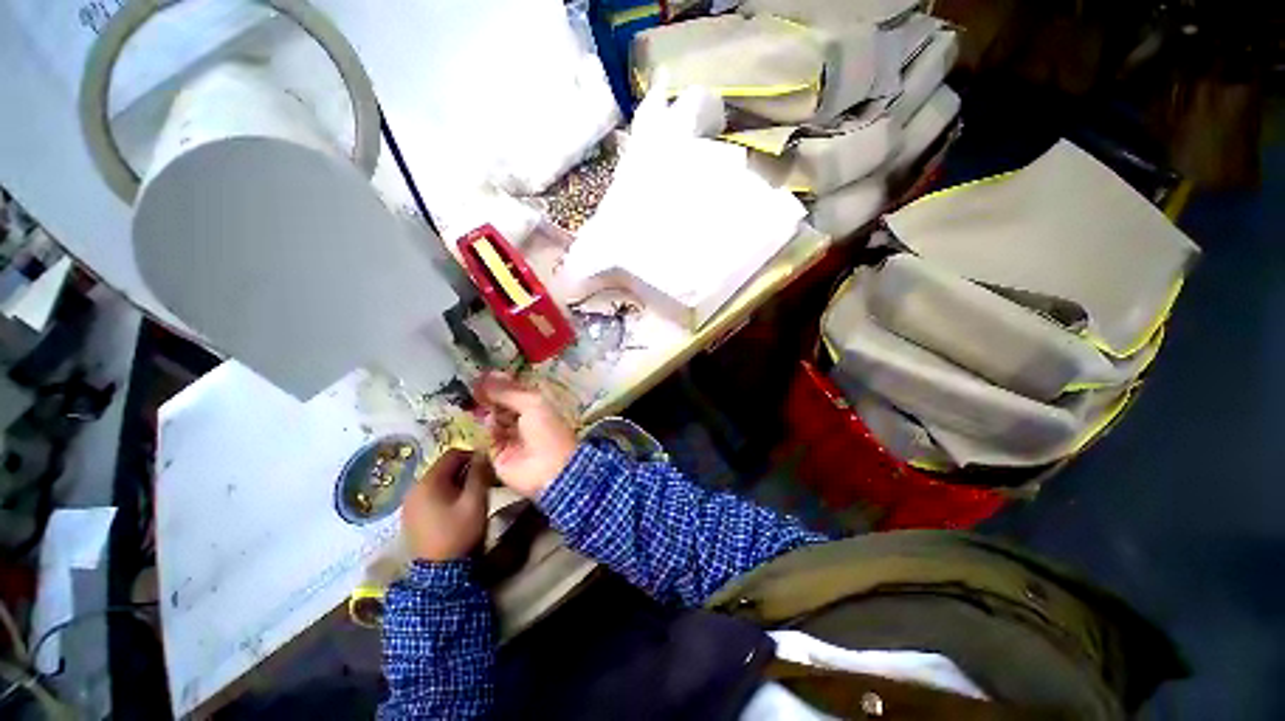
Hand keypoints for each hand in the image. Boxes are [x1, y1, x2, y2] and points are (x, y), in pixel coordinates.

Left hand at [401, 449, 489, 561]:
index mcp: (428, 482)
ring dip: (457, 482)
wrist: (439, 573)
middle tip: (483, 482)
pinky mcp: (411, 516)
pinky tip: (457, 508)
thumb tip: (483, 452)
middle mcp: (414, 488)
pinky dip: (446, 494)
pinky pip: (431, 495)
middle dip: (465, 470)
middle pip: (444, 467)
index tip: (487, 467)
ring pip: (438, 481)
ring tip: (472, 495)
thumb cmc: (459, 532)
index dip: (473, 455)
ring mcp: (410, 503)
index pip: (452, 454)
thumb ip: (479, 473)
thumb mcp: (475, 500)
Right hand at [475, 373, 576, 497]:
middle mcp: (523, 419)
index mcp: (537, 406)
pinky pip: (486, 437)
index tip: (481, 376)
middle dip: (489, 396)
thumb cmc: (547, 430)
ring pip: (492, 419)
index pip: (515, 391)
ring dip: (484, 411)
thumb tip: (486, 377)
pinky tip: (479, 420)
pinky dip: (482, 429)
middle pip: (502, 404)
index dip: (500, 383)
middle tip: (472, 387)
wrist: (550, 470)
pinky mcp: (498, 453)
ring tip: (472, 401)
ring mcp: (510, 436)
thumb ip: (508, 392)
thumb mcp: (532, 404)